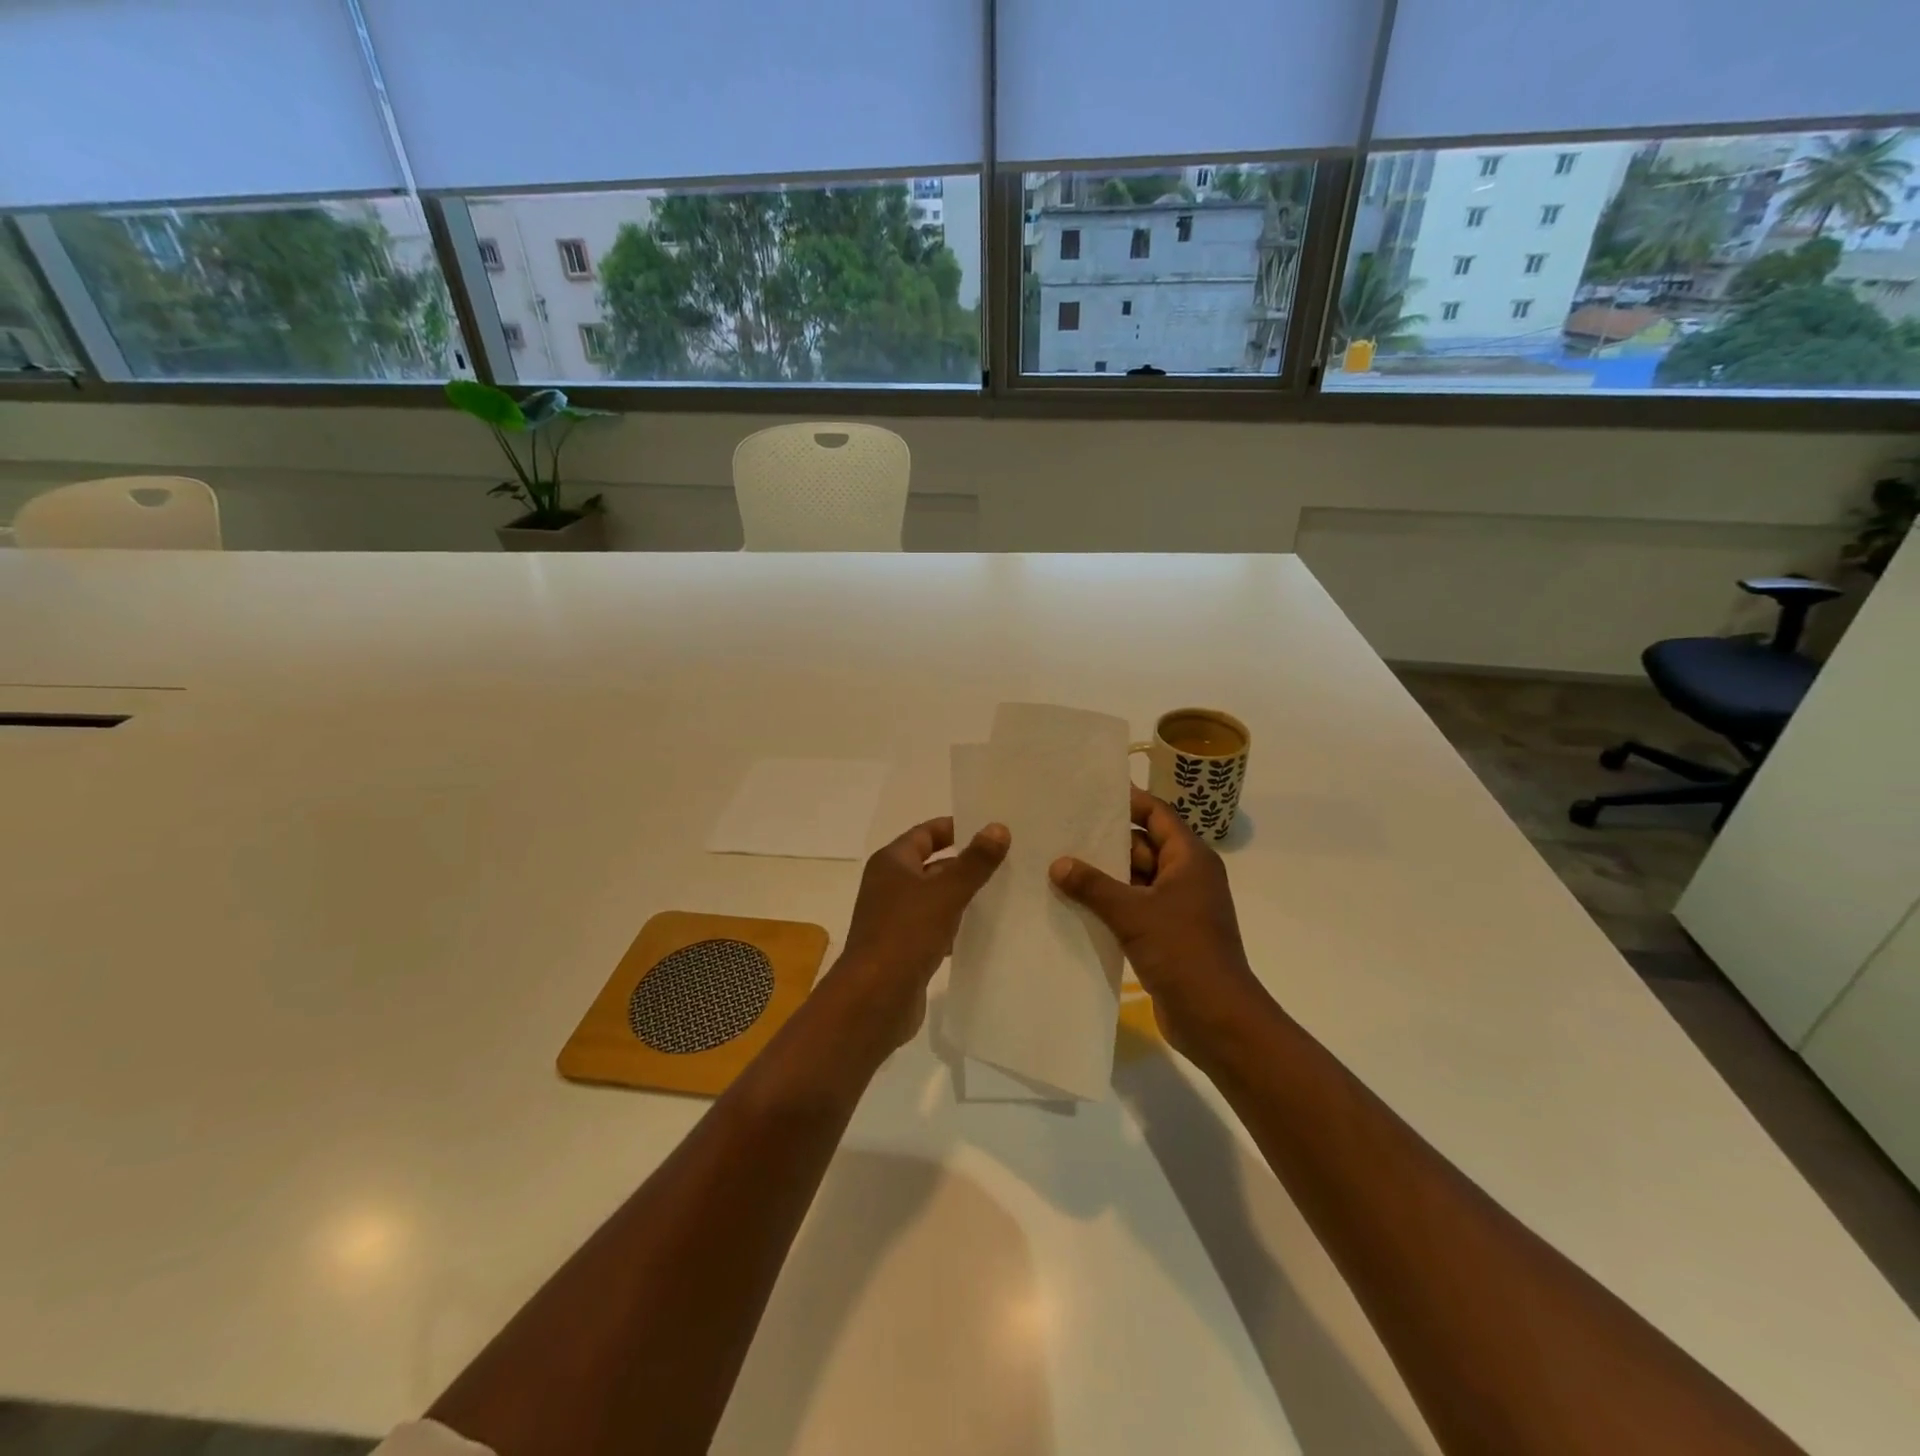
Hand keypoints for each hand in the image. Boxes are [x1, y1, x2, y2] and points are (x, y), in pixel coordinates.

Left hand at [836, 817, 1009, 1045]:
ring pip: (936, 898)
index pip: (925, 833)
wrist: (874, 999)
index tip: (989, 828)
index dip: (955, 828)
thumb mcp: (945, 893)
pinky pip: (936, 927)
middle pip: (932, 865)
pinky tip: (984, 929)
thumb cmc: (906, 934)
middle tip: (1008, 860)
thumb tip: (999, 827)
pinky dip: (956, 925)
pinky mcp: (905, 948)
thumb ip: (974, 862)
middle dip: (965, 863)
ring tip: (1005, 891)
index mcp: (891, 863)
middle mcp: (890, 886)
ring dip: (963, 895)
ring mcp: (896, 919)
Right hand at [1050, 787, 1269, 1060]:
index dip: (1128, 801)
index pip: (1157, 814)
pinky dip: (1109, 904)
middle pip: (1143, 845)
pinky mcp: (1166, 934)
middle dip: (1105, 842)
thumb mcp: (1134, 913)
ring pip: (1135, 879)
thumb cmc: (1183, 952)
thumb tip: (1058, 863)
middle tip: (1062, 831)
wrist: (1216, 1018)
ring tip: (1057, 865)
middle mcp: (1186, 876)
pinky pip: (1134, 907)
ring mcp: (1177, 907)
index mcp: (1190, 859)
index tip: (1091, 793)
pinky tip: (1074, 904)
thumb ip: (1093, 886)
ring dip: (1103, 876)